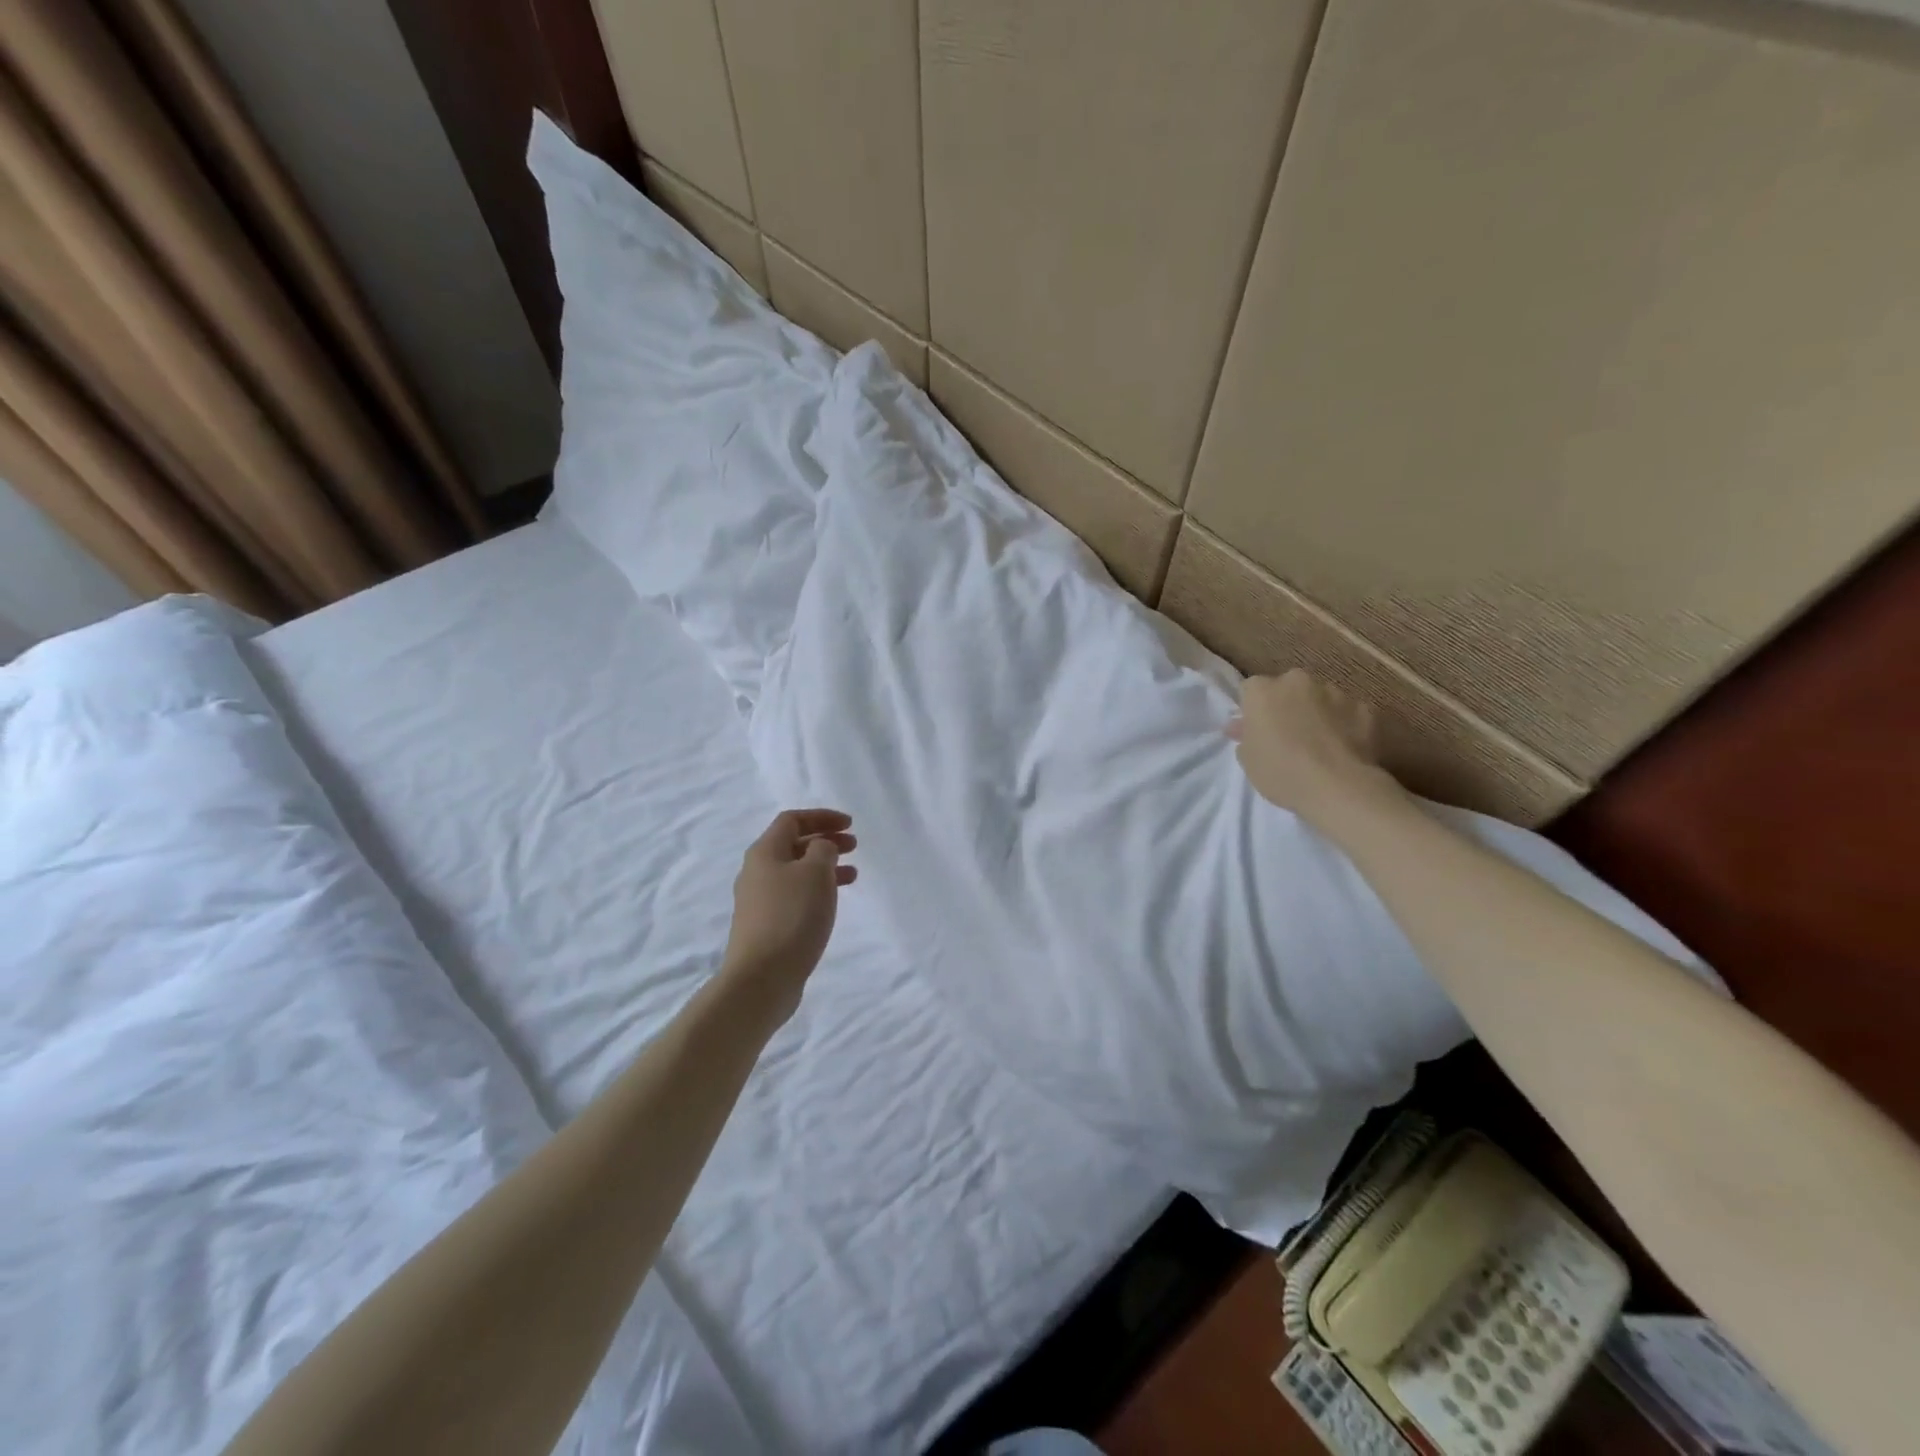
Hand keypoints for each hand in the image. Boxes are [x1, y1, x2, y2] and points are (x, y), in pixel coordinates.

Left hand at [719, 809, 856, 1020]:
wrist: (762, 978)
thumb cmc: (792, 916)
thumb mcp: (815, 873)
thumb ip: (823, 850)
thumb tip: (820, 848)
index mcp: (764, 852)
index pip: (792, 820)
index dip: (822, 817)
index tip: (850, 824)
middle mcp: (757, 872)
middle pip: (793, 845)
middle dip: (825, 840)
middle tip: (854, 846)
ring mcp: (759, 901)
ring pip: (796, 872)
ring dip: (824, 867)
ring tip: (852, 875)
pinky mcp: (766, 926)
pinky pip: (794, 896)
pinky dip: (816, 891)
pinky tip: (831, 904)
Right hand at [1226, 670, 1397, 827]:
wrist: (1337, 786)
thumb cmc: (1280, 771)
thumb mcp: (1247, 759)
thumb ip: (1245, 735)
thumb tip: (1243, 726)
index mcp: (1262, 691)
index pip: (1250, 690)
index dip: (1253, 710)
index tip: (1257, 730)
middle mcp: (1297, 682)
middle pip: (1287, 688)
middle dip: (1286, 705)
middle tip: (1287, 735)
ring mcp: (1335, 692)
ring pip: (1320, 698)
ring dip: (1316, 712)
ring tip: (1319, 744)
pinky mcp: (1364, 708)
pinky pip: (1347, 713)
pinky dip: (1344, 724)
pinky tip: (1343, 749)